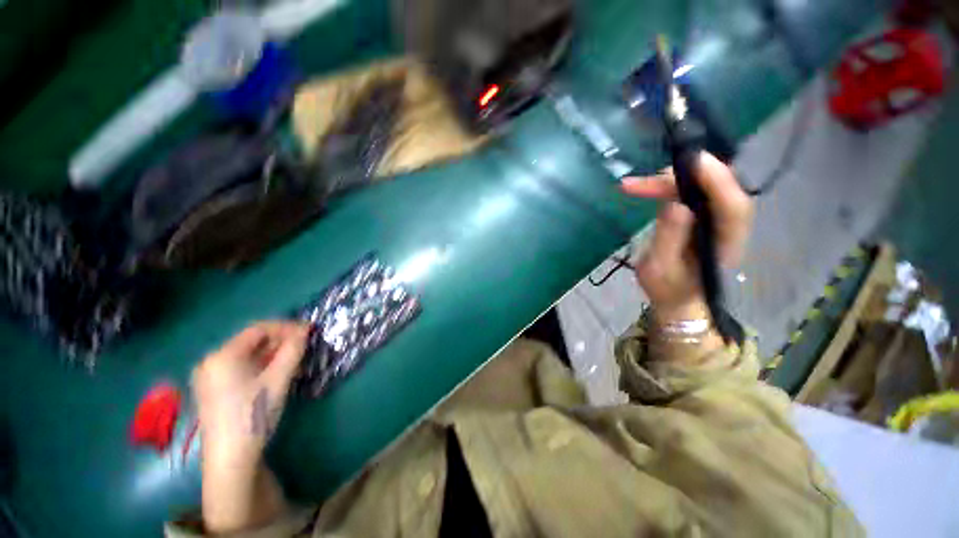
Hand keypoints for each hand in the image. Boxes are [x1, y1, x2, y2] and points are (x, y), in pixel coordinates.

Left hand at [192, 321, 308, 531]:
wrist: (231, 460)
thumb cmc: (254, 414)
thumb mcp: (278, 379)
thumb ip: (293, 350)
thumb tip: (305, 330)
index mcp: (222, 355)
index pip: (259, 329)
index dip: (286, 327)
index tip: (309, 332)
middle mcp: (211, 362)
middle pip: (252, 342)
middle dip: (281, 342)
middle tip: (304, 348)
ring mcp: (209, 377)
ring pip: (248, 356)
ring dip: (274, 355)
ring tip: (296, 362)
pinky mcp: (214, 390)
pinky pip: (241, 368)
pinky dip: (262, 367)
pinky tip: (278, 375)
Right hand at [620, 153, 752, 325]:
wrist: (676, 298)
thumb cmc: (668, 288)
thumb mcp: (661, 269)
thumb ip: (669, 239)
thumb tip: (675, 204)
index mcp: (726, 242)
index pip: (733, 204)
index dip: (716, 179)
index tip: (690, 161)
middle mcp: (727, 225)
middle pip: (716, 188)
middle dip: (680, 177)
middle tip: (641, 182)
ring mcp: (715, 218)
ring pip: (700, 186)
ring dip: (668, 181)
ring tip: (634, 186)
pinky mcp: (701, 215)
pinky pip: (689, 192)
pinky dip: (666, 186)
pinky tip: (646, 188)